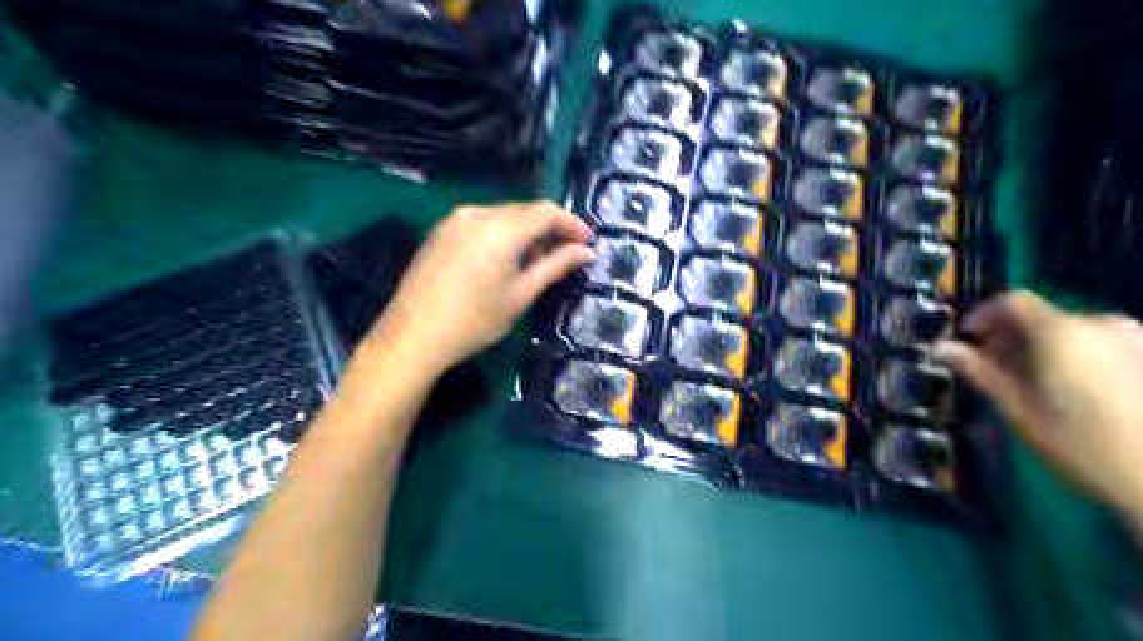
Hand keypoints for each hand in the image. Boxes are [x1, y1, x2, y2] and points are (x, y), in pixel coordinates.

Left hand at [365, 202, 597, 376]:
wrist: (413, 336)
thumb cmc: (474, 321)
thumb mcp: (521, 295)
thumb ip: (555, 266)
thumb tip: (587, 252)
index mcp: (500, 229)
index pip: (546, 212)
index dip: (572, 223)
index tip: (588, 242)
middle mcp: (477, 213)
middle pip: (525, 210)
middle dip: (550, 228)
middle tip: (568, 254)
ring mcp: (455, 220)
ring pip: (504, 215)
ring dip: (527, 231)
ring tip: (539, 260)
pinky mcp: (441, 230)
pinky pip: (483, 222)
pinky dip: (503, 234)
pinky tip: (507, 258)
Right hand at [938, 294, 1142, 521]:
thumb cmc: (1081, 445)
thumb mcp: (1018, 408)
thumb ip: (979, 371)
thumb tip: (942, 347)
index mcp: (1061, 332)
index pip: (1012, 301)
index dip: (982, 316)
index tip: (967, 340)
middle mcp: (1101, 324)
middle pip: (1043, 317)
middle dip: (1013, 337)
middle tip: (994, 368)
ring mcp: (1136, 340)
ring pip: (1072, 332)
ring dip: (1045, 348)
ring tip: (1033, 383)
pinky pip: (1101, 344)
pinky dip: (1076, 357)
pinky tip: (1073, 391)